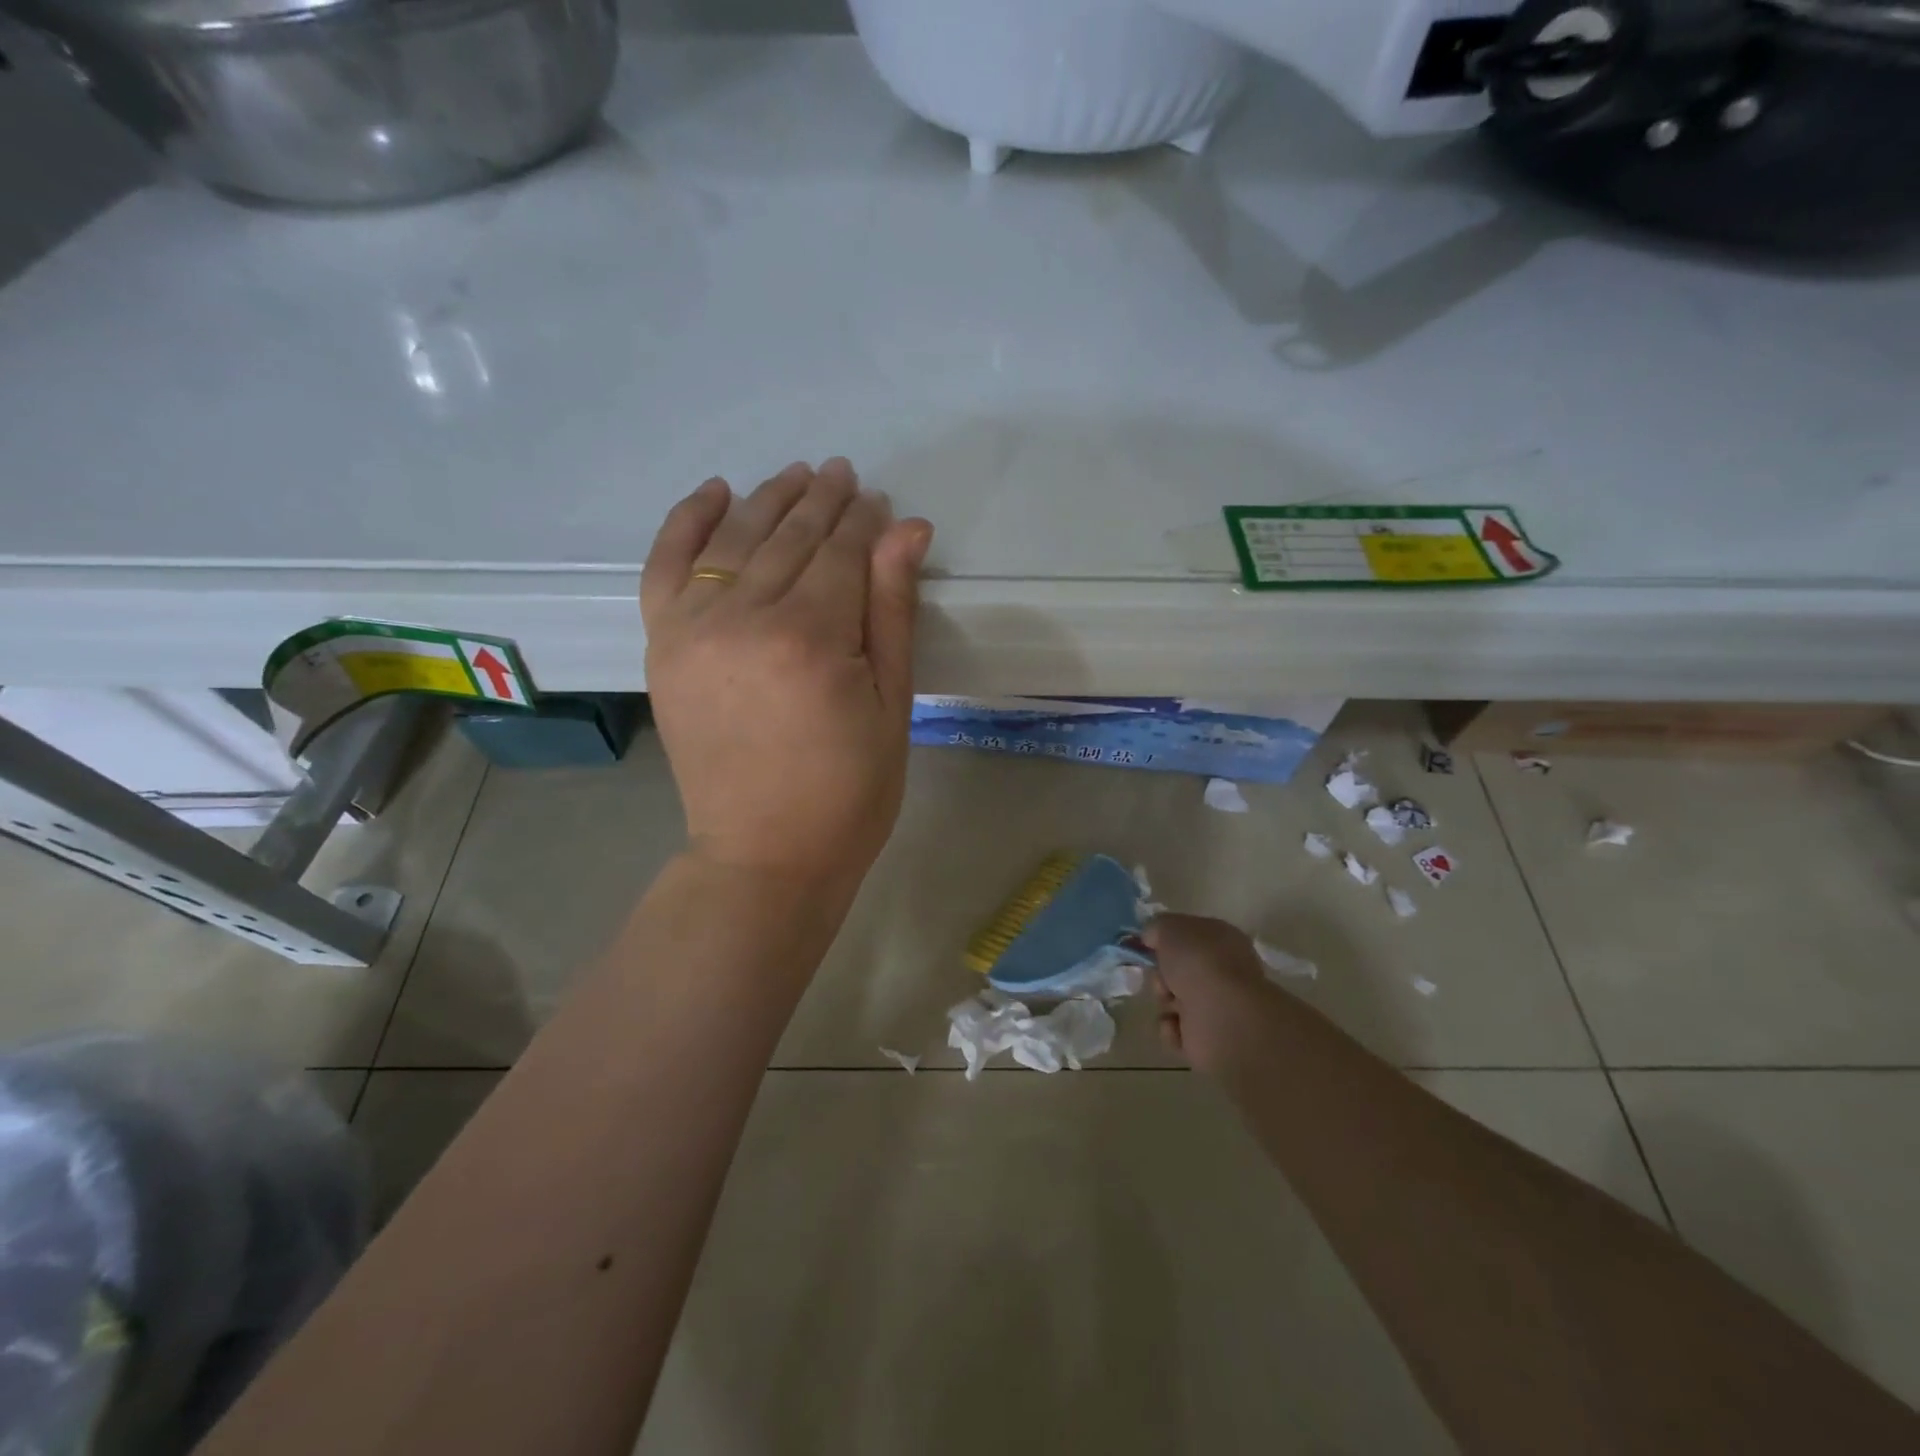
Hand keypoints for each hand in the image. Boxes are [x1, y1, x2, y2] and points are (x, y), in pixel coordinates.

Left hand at [641, 459, 932, 893]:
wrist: (763, 855)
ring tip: (797, 477)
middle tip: (843, 475)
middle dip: (822, 501)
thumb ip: (892, 610)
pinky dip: (688, 522)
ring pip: (734, 539)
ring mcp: (693, 628)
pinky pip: (667, 565)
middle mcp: (746, 618)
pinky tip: (716, 492)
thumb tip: (906, 528)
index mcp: (812, 638)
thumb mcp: (891, 704)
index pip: (841, 553)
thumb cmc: (848, 791)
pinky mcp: (663, 645)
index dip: (864, 523)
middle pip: (789, 537)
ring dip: (768, 500)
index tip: (879, 502)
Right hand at [1145, 914, 1276, 1074]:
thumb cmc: (1198, 962)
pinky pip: (1176, 1028)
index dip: (1166, 939)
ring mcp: (1218, 1004)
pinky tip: (1176, 1025)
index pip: (1189, 934)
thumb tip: (1151, 937)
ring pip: (1174, 998)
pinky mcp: (1209, 1036)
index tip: (1147, 945)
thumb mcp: (1168, 928)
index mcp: (1221, 938)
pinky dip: (1171, 1027)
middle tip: (1161, 978)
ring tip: (1171, 1004)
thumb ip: (1156, 927)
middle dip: (1161, 974)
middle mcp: (1223, 969)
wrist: (1222, 1016)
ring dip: (1164, 1000)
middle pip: (1178, 969)